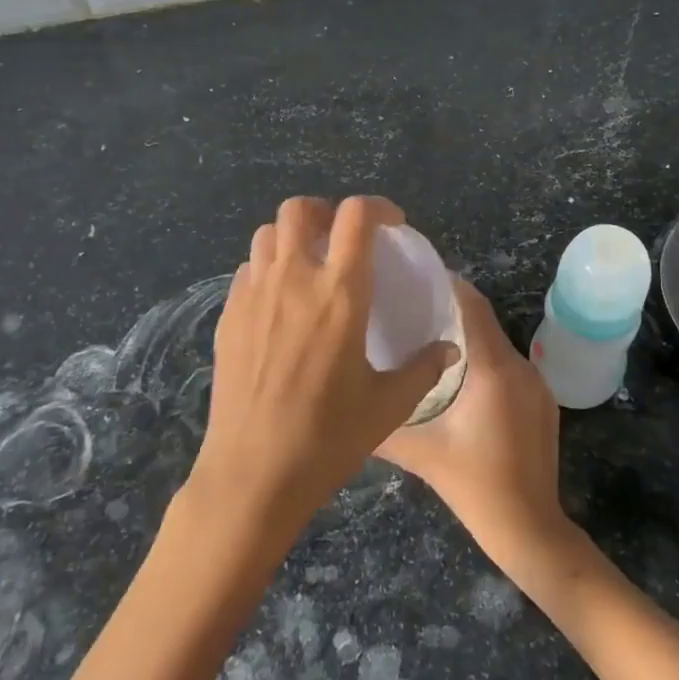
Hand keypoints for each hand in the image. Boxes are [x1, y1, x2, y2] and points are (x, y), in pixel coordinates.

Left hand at [190, 196, 458, 534]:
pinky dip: (267, 267)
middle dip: (324, 211)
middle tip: (342, 238)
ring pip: (267, 234)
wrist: (254, 472)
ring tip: (309, 264)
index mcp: (340, 293)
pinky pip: (247, 269)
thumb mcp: (389, 405)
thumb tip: (450, 350)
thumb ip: (423, 368)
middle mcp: (293, 279)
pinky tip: (279, 302)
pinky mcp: (229, 315)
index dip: (377, 207)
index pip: (356, 216)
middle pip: (300, 209)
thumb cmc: (328, 437)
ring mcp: (254, 294)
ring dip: (292, 236)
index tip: (391, 225)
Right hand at [375, 279, 571, 574]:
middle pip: (484, 321)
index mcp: (493, 369)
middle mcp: (521, 366)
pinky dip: (485, 360)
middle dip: (450, 309)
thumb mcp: (420, 453)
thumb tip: (349, 402)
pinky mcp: (543, 401)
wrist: (530, 529)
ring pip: (497, 344)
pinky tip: (459, 377)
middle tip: (411, 308)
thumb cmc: (473, 486)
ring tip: (428, 340)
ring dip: (467, 337)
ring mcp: (537, 384)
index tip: (416, 276)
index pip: (473, 305)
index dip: (447, 284)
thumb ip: (383, 423)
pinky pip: (509, 365)